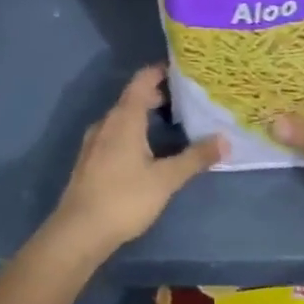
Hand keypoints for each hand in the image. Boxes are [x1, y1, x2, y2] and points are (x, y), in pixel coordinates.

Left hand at [48, 66, 224, 263]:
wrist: (77, 233)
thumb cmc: (124, 198)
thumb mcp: (166, 179)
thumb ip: (195, 158)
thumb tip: (225, 140)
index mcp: (124, 118)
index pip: (142, 80)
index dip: (161, 71)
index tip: (184, 71)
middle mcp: (107, 122)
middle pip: (133, 98)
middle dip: (158, 95)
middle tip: (186, 100)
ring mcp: (94, 141)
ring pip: (122, 117)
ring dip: (144, 115)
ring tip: (170, 124)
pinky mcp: (89, 160)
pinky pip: (114, 133)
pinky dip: (132, 131)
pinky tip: (146, 150)